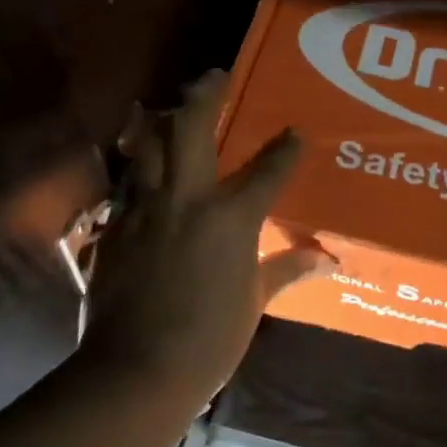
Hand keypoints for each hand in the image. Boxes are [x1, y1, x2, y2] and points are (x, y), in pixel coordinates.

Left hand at [79, 70, 333, 397]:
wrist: (135, 371)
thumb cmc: (208, 339)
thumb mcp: (254, 303)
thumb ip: (289, 270)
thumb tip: (331, 260)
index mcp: (230, 217)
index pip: (267, 170)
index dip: (286, 148)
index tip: (296, 132)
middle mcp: (187, 199)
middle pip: (191, 130)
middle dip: (204, 96)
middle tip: (214, 75)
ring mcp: (145, 209)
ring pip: (148, 146)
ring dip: (159, 121)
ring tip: (164, 107)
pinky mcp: (115, 228)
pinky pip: (128, 185)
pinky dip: (137, 169)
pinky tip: (140, 169)